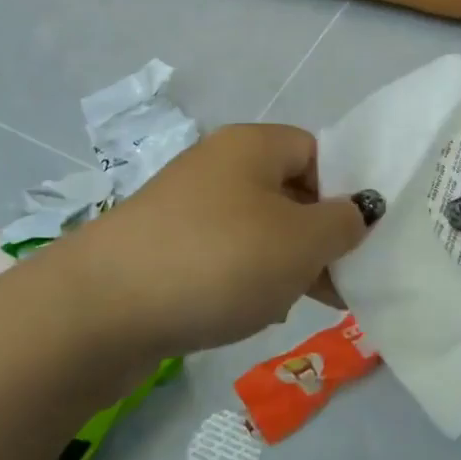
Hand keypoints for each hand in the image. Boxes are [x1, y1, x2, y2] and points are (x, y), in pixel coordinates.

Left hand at [67, 124, 375, 356]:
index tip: (355, 241)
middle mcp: (218, 164)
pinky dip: (243, 279)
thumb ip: (344, 223)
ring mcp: (186, 206)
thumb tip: (358, 211)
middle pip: (288, 192)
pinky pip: (222, 254)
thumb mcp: (300, 242)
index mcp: (252, 145)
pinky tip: (251, 314)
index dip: (343, 192)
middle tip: (337, 283)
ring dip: (283, 264)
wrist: (101, 309)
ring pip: (257, 228)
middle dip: (316, 238)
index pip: (317, 152)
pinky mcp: (165, 246)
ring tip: (294, 304)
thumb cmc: (218, 261)